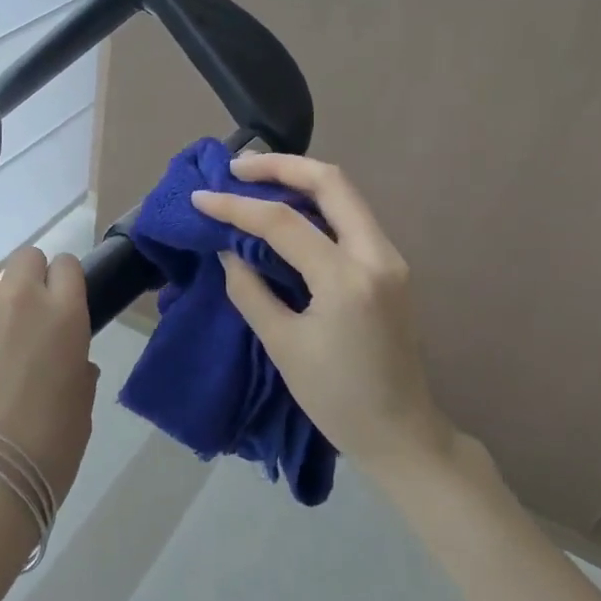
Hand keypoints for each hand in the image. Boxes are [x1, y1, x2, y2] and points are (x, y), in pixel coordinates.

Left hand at [0, 248, 98, 541]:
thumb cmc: (41, 456)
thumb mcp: (80, 415)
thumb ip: (79, 375)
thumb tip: (74, 362)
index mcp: (64, 316)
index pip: (67, 267)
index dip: (61, 281)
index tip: (54, 301)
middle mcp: (17, 296)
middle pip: (25, 258)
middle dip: (24, 280)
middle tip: (16, 317)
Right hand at [192, 153, 456, 474]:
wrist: (401, 434)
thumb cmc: (337, 399)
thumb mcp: (282, 346)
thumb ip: (250, 291)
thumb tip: (229, 251)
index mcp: (347, 279)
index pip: (284, 223)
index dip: (237, 206)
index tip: (200, 198)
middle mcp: (377, 256)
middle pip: (331, 183)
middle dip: (281, 166)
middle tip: (237, 167)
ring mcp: (390, 259)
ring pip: (345, 195)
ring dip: (299, 180)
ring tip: (254, 180)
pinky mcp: (389, 269)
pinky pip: (350, 218)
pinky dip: (315, 205)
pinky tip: (285, 211)